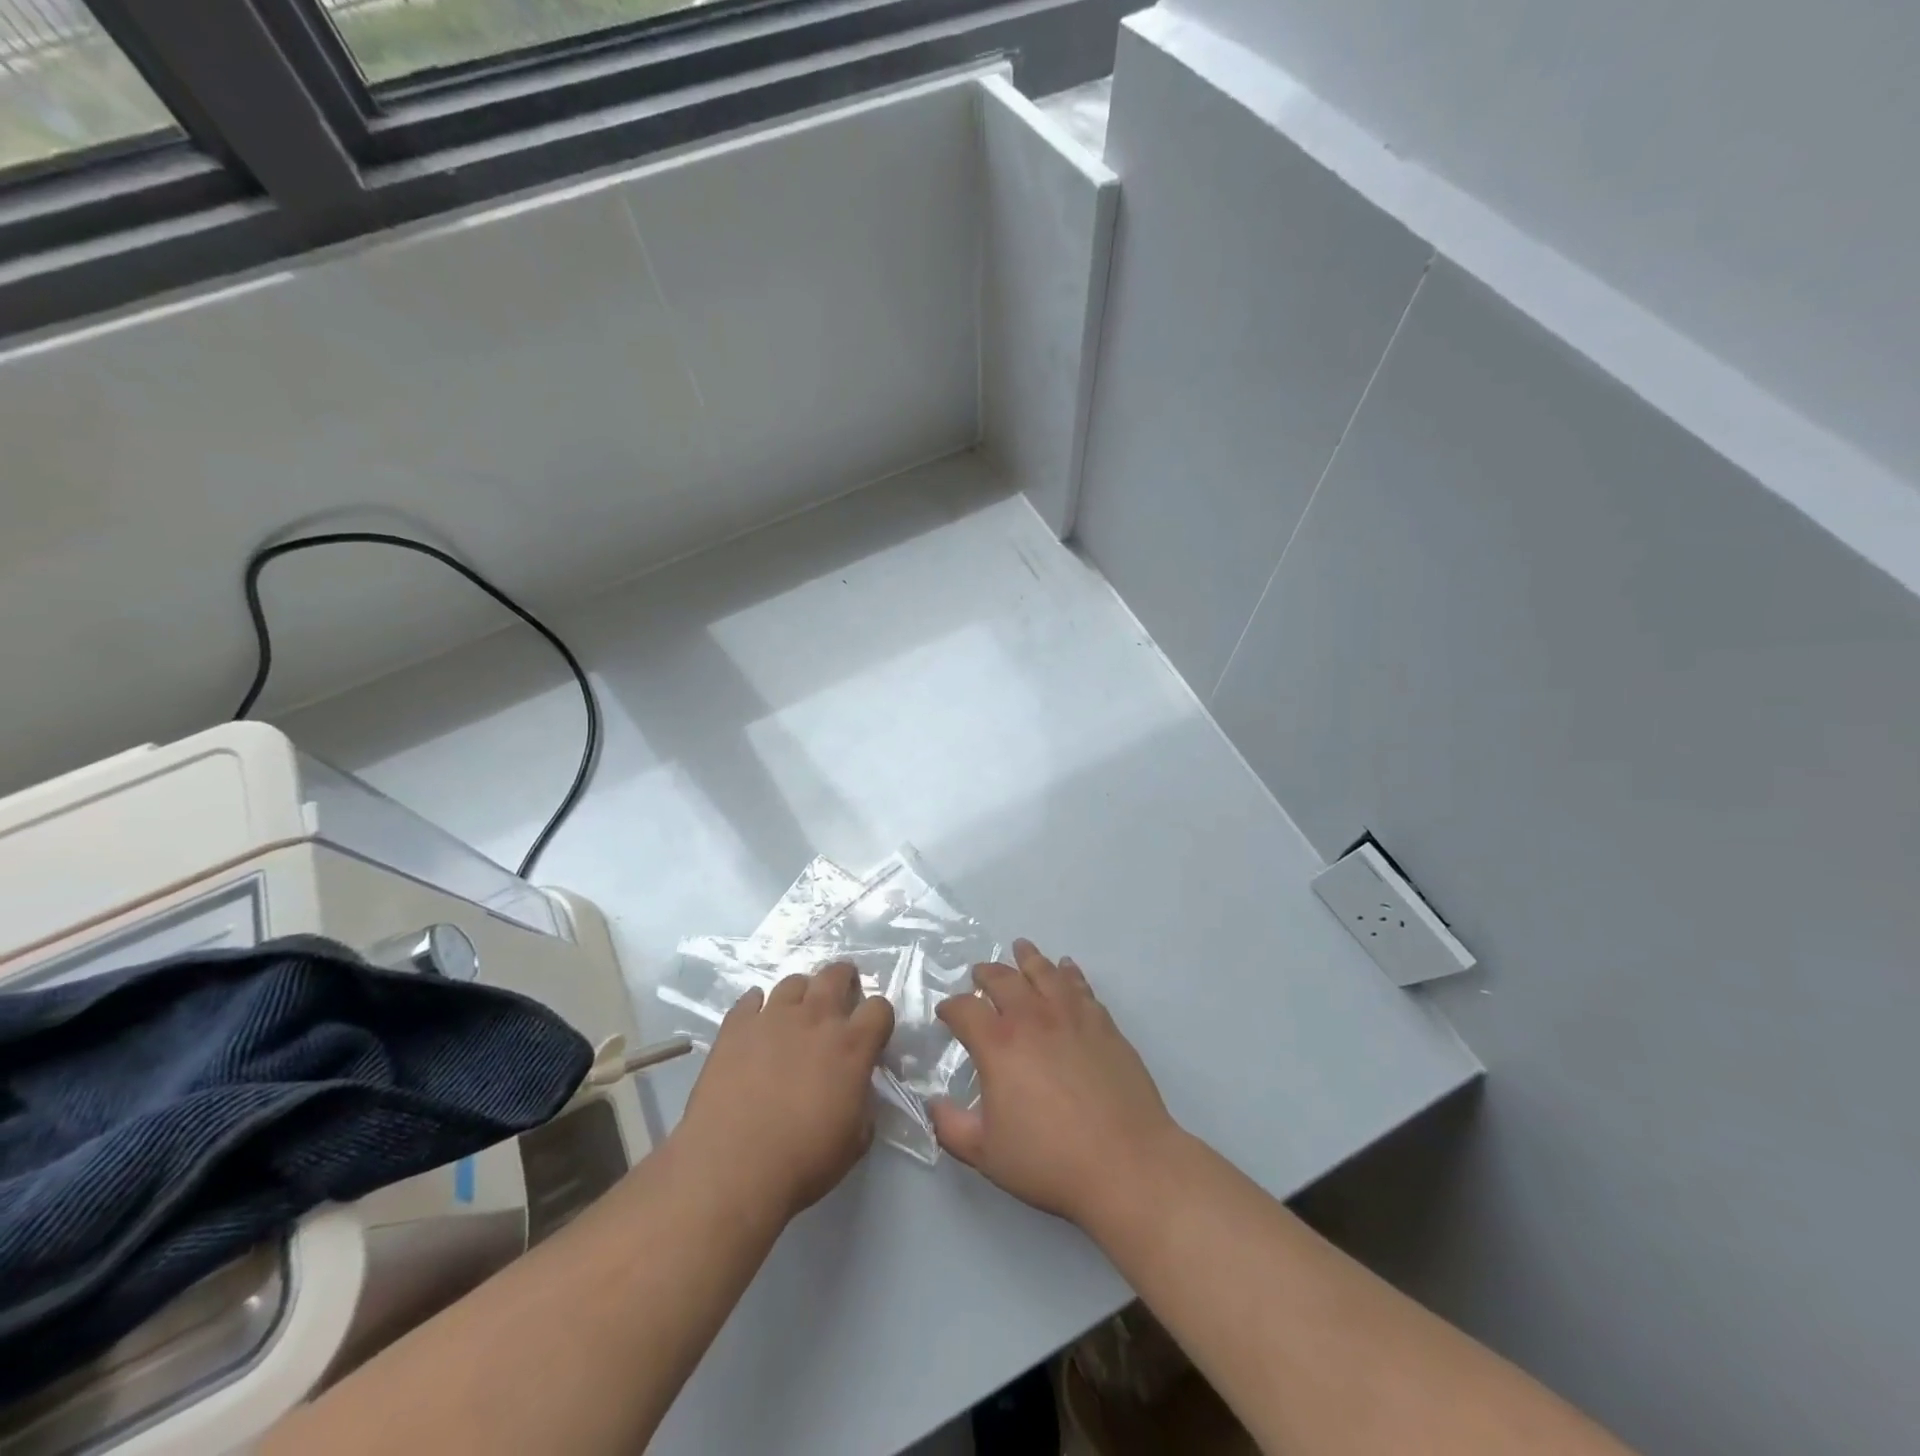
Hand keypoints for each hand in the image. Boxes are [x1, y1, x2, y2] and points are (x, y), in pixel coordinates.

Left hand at [674, 962, 894, 1220]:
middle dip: (844, 980)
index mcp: (851, 1046)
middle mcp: (815, 1019)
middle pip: (836, 975)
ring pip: (793, 982)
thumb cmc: (802, 1162)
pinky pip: (750, 1000)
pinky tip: (756, 1024)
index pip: (879, 1008)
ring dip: (801, 994)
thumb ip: (864, 1103)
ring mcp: (772, 1017)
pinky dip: (757, 1007)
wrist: (731, 1169)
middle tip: (841, 997)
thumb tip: (858, 1088)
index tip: (872, 1033)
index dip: (879, 1018)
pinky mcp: (735, 1027)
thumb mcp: (855, 1141)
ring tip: (796, 1014)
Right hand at [929, 941, 1181, 1231]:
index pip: (965, 1010)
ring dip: (1028, 958)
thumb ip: (951, 1127)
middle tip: (979, 974)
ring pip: (1044, 972)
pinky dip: (1069, 972)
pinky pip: (1080, 986)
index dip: (951, 1008)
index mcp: (998, 1044)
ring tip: (1020, 947)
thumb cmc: (1050, 1160)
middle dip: (986, 974)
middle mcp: (1032, 1018)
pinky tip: (1066, 968)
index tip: (946, 1013)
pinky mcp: (1103, 1023)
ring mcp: (1071, 1016)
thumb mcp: (986, 1154)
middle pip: (1003, 980)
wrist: (1126, 1163)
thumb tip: (933, 1104)